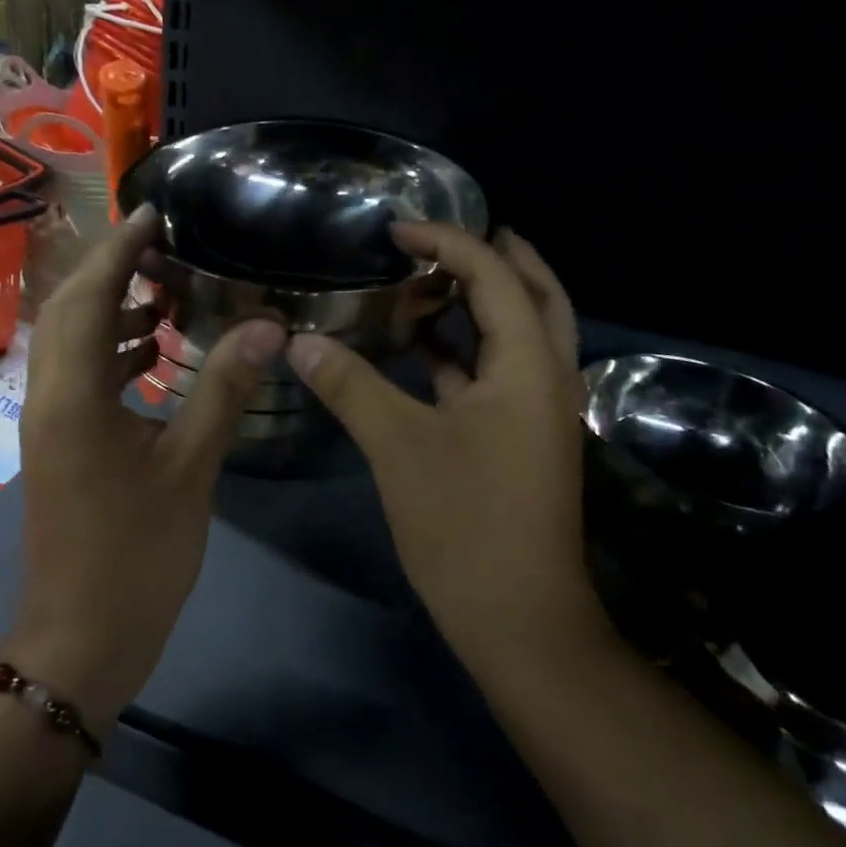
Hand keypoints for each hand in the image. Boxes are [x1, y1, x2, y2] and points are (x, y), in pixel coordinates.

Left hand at [7, 205, 285, 732]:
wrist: (82, 637)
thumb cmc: (136, 555)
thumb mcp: (190, 469)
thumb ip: (222, 390)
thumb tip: (267, 326)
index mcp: (73, 394)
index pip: (91, 296)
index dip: (121, 248)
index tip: (155, 212)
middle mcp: (47, 396)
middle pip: (67, 309)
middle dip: (110, 270)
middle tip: (163, 248)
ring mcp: (47, 423)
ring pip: (70, 343)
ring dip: (112, 311)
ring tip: (168, 296)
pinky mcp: (57, 445)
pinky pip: (79, 377)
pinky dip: (113, 353)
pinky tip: (157, 357)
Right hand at [286, 224, 608, 677]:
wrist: (517, 617)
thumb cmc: (464, 523)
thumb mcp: (398, 445)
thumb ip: (350, 385)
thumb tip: (299, 342)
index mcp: (528, 366)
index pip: (494, 276)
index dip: (447, 242)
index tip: (396, 229)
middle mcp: (546, 378)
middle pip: (533, 294)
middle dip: (493, 258)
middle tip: (442, 238)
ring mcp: (536, 413)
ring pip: (516, 337)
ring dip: (478, 305)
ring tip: (426, 282)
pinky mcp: (520, 441)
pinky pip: (496, 375)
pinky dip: (463, 352)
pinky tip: (421, 352)